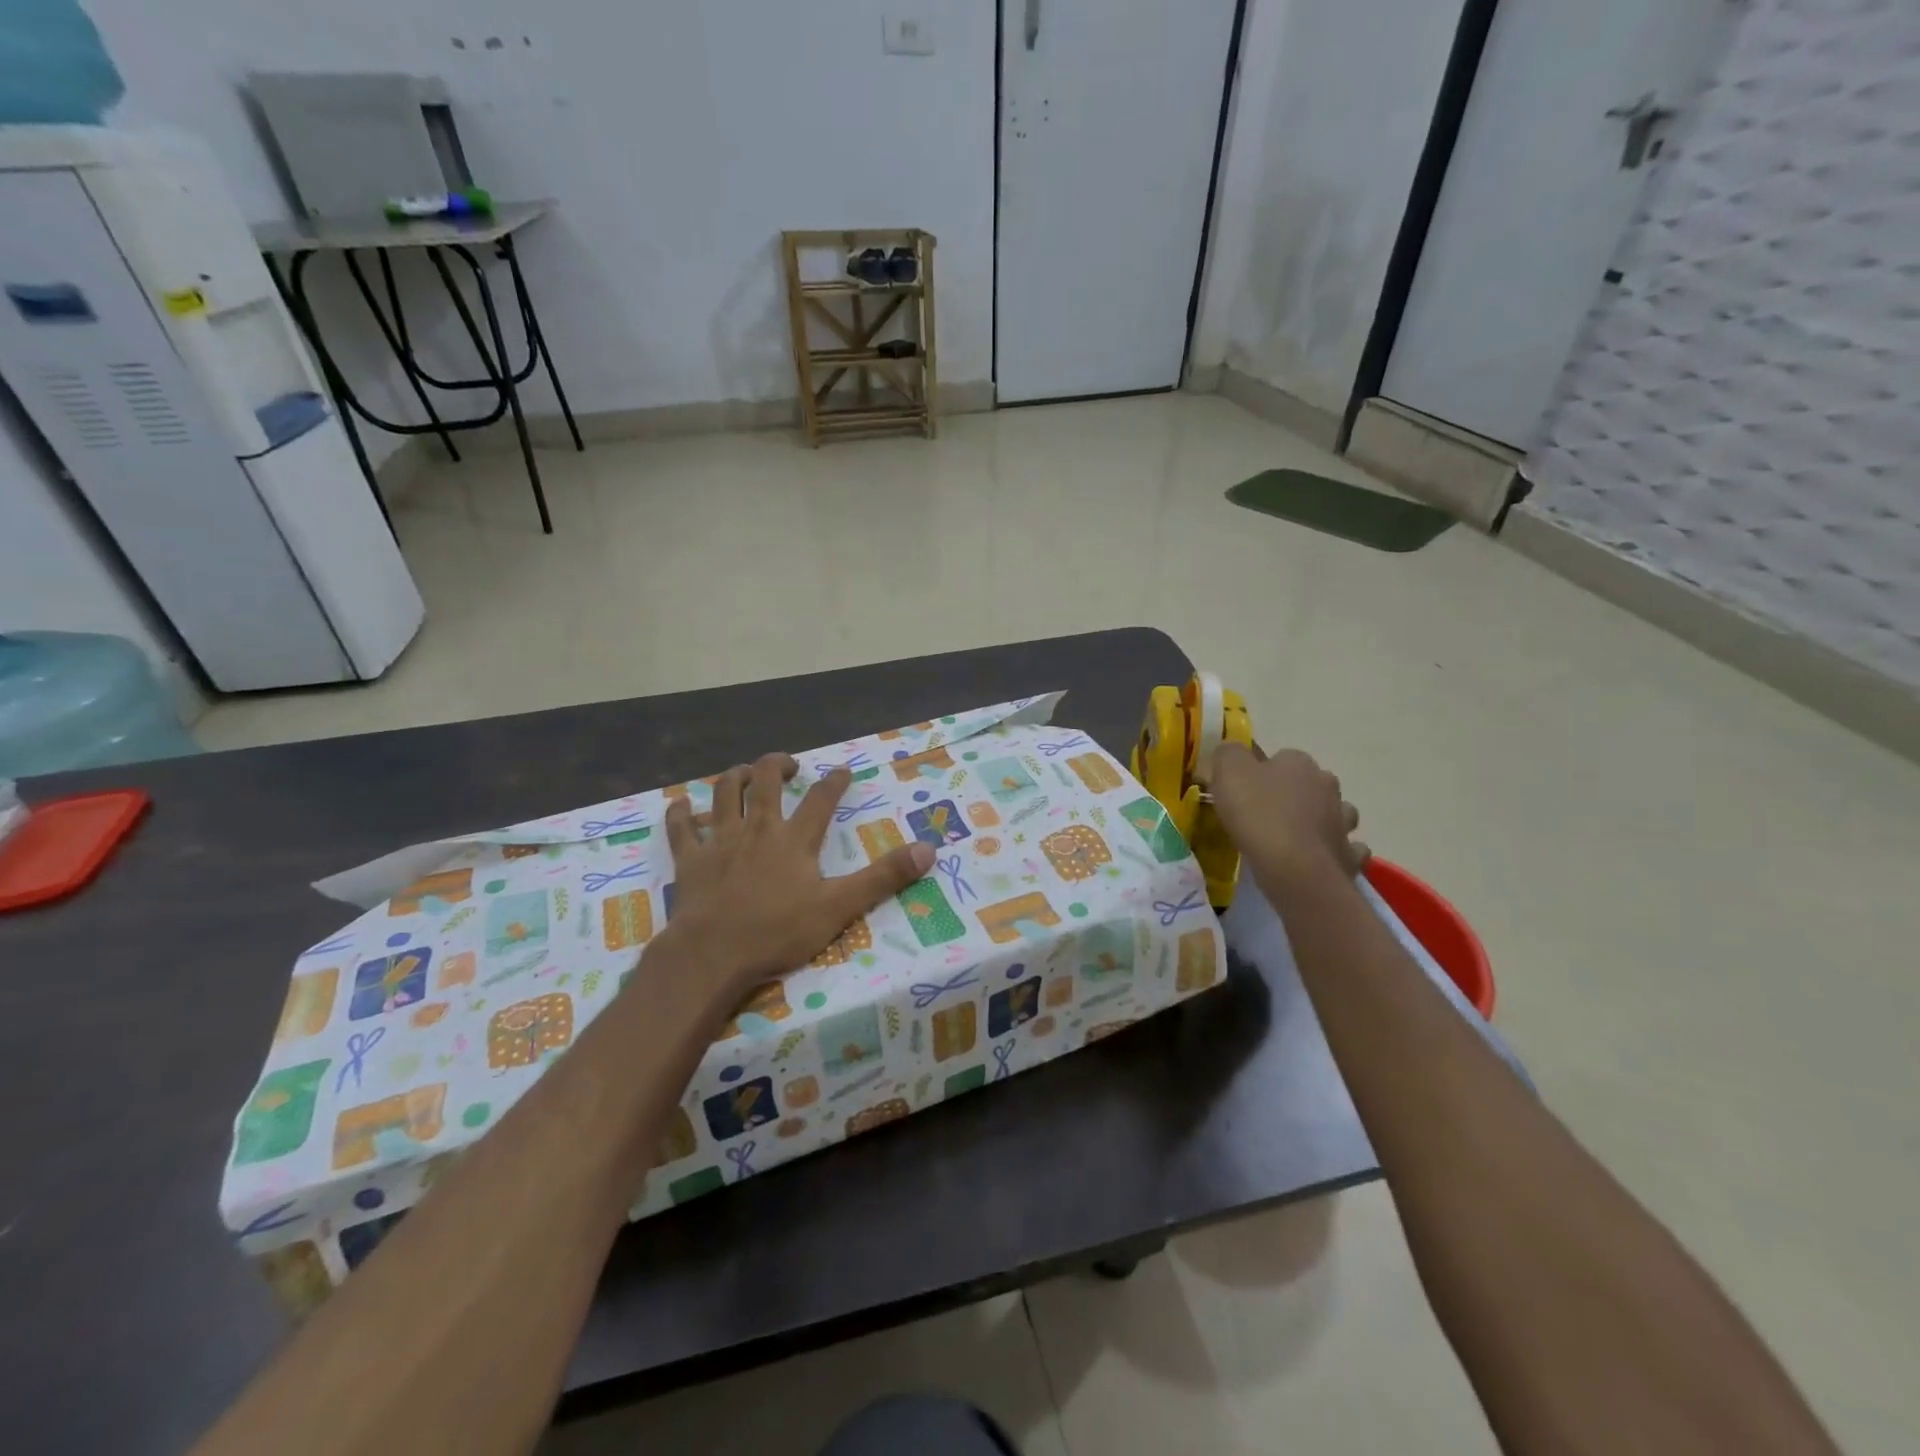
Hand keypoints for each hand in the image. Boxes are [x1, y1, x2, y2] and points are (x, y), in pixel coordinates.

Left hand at [661, 754, 933, 992]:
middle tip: (788, 765)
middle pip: (765, 781)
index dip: (834, 781)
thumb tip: (928, 849)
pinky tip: (681, 805)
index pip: (820, 799)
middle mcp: (756, 829)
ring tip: (745, 772)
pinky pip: (681, 828)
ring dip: (734, 776)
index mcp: (794, 839)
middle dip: (778, 765)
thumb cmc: (777, 932)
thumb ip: (883, 878)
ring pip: (723, 793)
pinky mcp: (689, 860)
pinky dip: (680, 813)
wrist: (712, 955)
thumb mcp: (840, 907)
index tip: (843, 770)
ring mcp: (719, 841)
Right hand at [1209, 742, 1369, 886]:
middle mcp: (1328, 786)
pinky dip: (1335, 851)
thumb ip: (1228, 754)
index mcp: (1299, 763)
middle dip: (1295, 795)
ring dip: (1320, 821)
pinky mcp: (1349, 855)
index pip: (1282, 757)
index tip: (1245, 790)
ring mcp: (1343, 821)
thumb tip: (1231, 752)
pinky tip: (1318, 859)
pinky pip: (1346, 849)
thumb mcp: (1228, 772)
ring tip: (1295, 838)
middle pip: (1311, 784)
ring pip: (1335, 814)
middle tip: (1266, 814)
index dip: (1262, 772)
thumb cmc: (1258, 815)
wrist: (1294, 869)